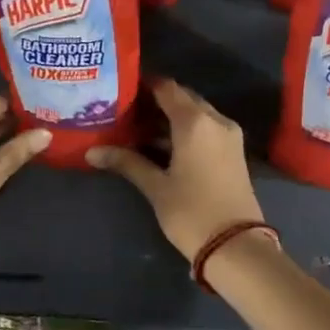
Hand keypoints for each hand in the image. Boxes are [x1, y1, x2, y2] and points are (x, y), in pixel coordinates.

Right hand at [86, 79, 265, 261]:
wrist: (236, 245)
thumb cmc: (192, 212)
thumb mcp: (156, 187)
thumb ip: (127, 162)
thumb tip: (92, 151)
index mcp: (195, 121)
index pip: (167, 88)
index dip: (145, 84)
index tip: (122, 87)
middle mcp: (215, 119)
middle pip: (183, 98)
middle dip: (157, 101)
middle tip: (126, 109)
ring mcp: (229, 134)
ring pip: (196, 113)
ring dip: (172, 116)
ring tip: (138, 126)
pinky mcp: (234, 150)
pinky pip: (207, 127)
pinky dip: (186, 129)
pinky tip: (163, 143)